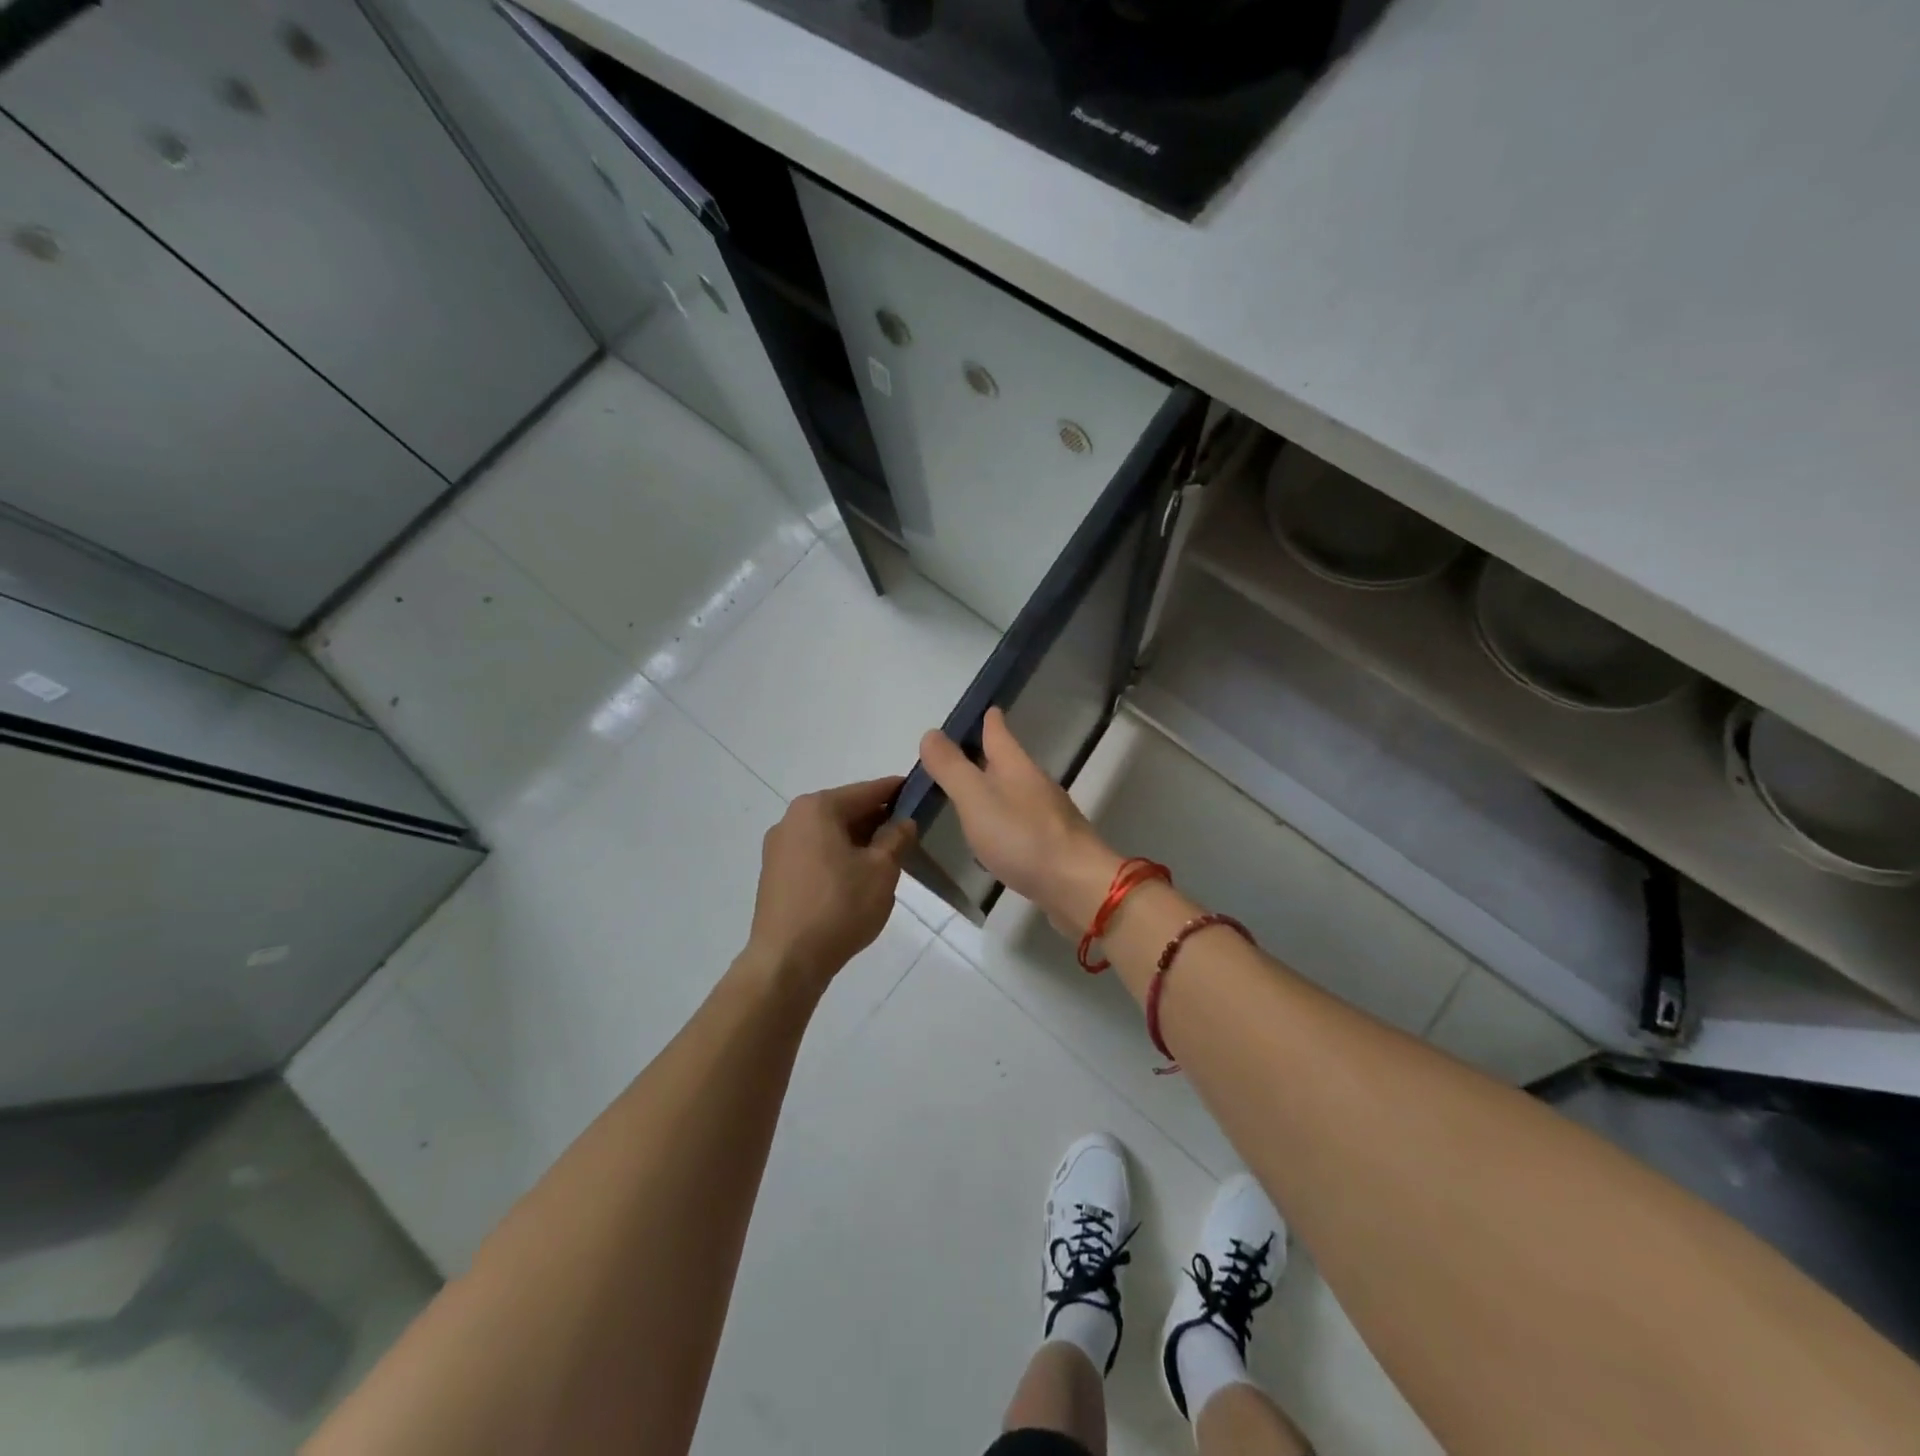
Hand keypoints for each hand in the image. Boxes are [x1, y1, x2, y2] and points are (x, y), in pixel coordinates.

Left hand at [746, 777, 915, 993]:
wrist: (786, 961)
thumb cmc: (839, 907)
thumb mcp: (881, 870)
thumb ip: (896, 838)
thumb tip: (903, 821)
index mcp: (817, 808)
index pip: (867, 791)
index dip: (897, 791)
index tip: (919, 792)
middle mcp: (792, 819)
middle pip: (845, 810)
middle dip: (877, 820)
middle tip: (908, 833)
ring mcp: (778, 848)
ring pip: (829, 834)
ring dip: (858, 841)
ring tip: (886, 859)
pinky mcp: (774, 874)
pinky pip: (815, 854)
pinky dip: (838, 857)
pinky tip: (856, 879)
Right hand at [917, 708, 1120, 933]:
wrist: (1077, 885)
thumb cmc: (1022, 836)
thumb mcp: (975, 798)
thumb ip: (951, 768)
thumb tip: (931, 733)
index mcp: (1015, 766)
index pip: (999, 732)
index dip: (989, 720)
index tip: (985, 709)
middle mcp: (1034, 784)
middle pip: (1008, 761)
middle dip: (987, 755)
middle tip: (961, 754)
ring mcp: (1048, 815)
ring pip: (1015, 792)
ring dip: (994, 789)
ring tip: (971, 795)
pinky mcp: (1052, 845)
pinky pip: (1021, 823)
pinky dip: (1004, 821)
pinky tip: (994, 837)